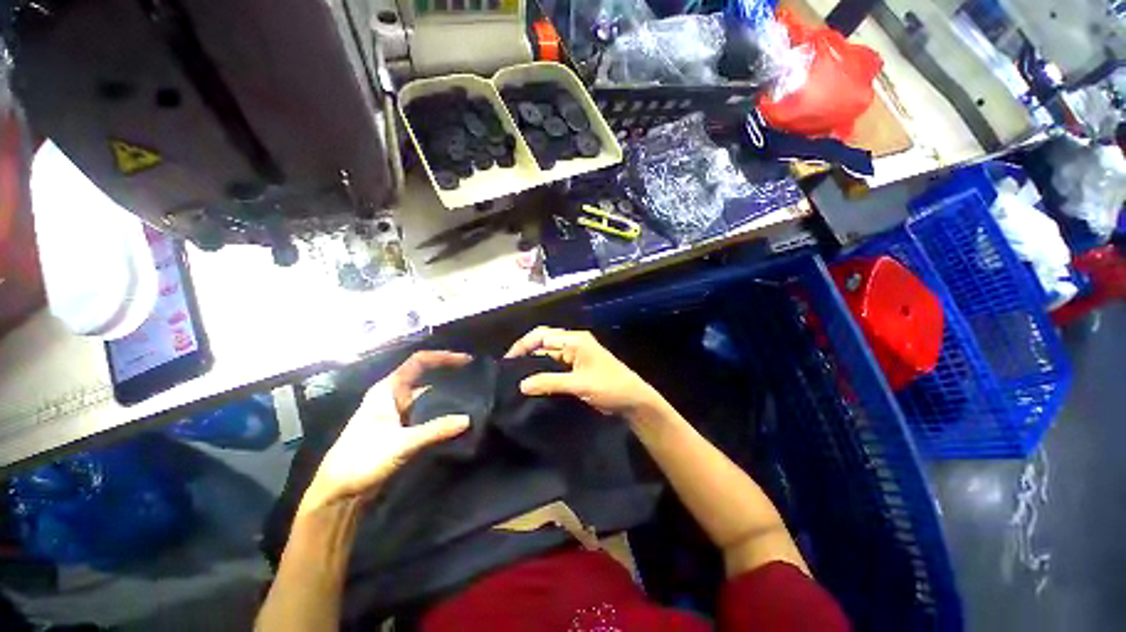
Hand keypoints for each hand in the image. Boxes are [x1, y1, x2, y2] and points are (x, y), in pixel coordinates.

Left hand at [299, 351, 472, 514]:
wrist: (337, 492)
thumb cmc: (362, 460)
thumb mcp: (401, 443)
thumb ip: (436, 430)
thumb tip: (468, 419)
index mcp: (387, 390)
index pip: (418, 362)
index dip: (442, 357)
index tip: (466, 361)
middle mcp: (393, 396)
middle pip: (424, 376)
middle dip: (448, 375)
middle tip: (474, 378)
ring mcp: (396, 413)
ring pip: (426, 397)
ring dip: (445, 396)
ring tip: (470, 397)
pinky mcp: (400, 429)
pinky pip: (425, 413)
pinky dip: (440, 413)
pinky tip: (455, 418)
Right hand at [505, 327, 666, 420]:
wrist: (633, 401)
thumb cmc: (610, 387)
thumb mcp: (579, 384)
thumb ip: (550, 382)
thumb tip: (522, 385)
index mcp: (575, 340)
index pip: (542, 336)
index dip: (523, 345)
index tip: (507, 361)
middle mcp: (573, 343)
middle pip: (543, 343)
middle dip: (526, 354)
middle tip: (508, 372)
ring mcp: (575, 356)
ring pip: (548, 356)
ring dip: (533, 365)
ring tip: (515, 379)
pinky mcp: (576, 368)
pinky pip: (554, 367)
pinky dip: (543, 373)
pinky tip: (532, 384)